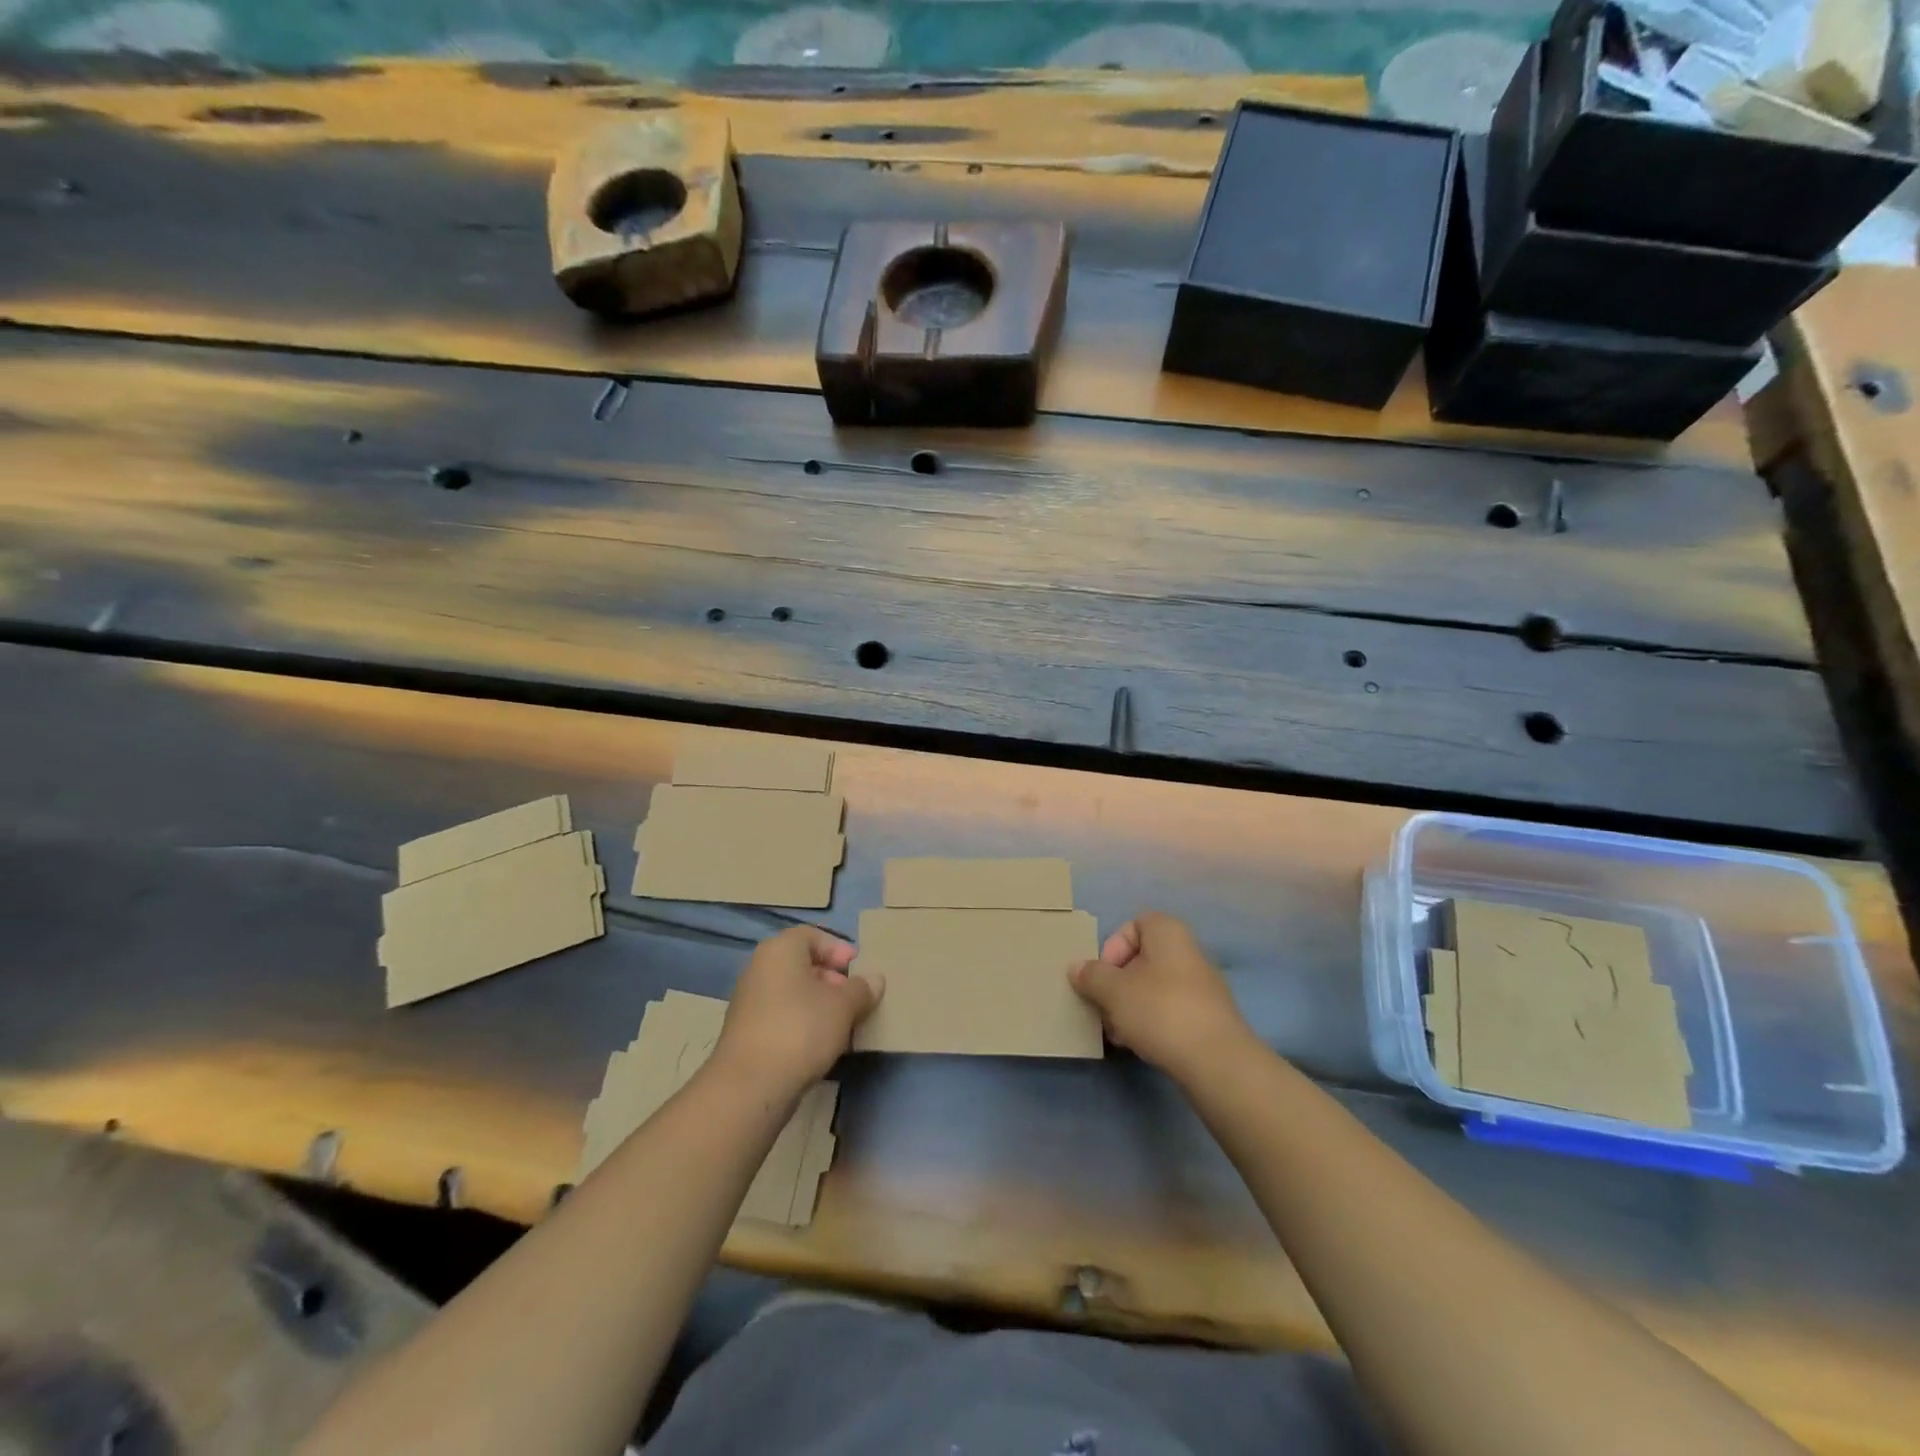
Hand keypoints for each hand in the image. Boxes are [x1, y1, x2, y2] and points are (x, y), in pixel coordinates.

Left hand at [711, 926, 880, 1100]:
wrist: (750, 1086)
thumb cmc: (801, 1029)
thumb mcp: (843, 1006)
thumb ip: (862, 989)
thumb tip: (875, 979)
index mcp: (779, 950)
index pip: (812, 935)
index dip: (838, 949)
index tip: (858, 970)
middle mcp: (759, 968)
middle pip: (802, 964)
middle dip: (832, 979)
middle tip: (854, 999)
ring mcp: (749, 1001)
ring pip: (793, 993)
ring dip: (819, 1004)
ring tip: (843, 1025)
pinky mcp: (747, 1033)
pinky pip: (782, 1016)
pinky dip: (803, 1023)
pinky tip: (821, 1045)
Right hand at [1069, 912, 1252, 1078]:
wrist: (1216, 1061)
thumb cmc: (1159, 1010)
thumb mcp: (1113, 991)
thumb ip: (1091, 976)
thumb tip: (1076, 967)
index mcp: (1168, 932)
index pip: (1134, 924)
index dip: (1113, 947)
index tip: (1103, 975)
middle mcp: (1189, 951)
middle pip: (1142, 959)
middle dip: (1118, 983)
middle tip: (1104, 1008)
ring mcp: (1202, 986)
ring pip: (1154, 987)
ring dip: (1131, 1006)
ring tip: (1118, 1033)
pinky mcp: (1208, 1017)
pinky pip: (1171, 1010)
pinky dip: (1152, 1022)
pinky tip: (1140, 1045)